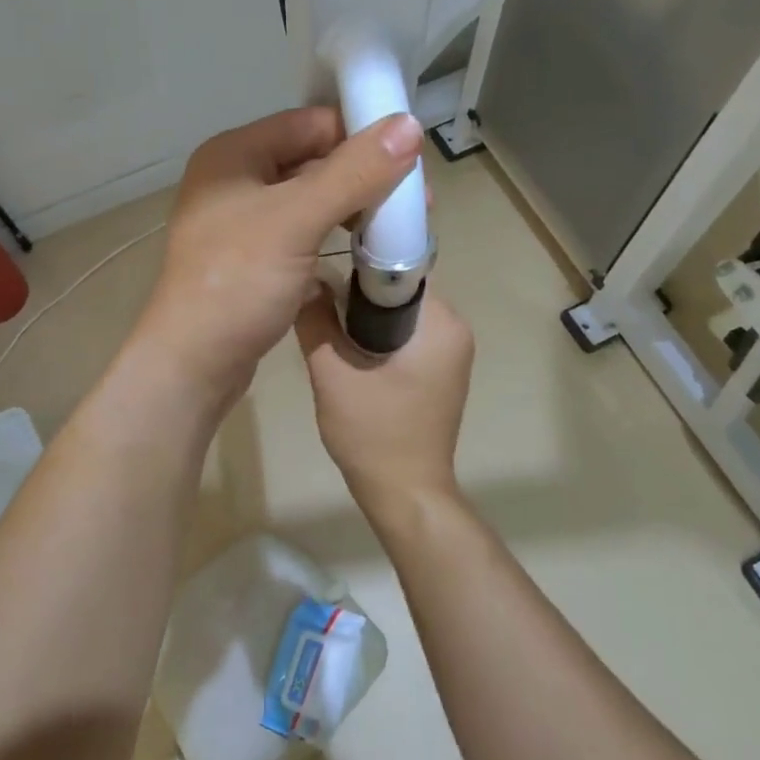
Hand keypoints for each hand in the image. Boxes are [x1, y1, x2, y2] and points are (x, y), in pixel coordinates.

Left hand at [132, 106, 423, 414]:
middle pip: (312, 161)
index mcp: (234, 155)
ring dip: (352, 209)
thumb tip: (409, 124)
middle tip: (417, 203)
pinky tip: (365, 252)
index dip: (361, 135)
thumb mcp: (298, 220)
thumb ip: (354, 172)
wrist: (193, 364)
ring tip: (397, 229)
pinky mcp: (250, 260)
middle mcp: (234, 181)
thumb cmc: (238, 283)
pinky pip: (301, 233)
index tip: (411, 160)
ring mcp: (240, 223)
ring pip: (309, 200)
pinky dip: (332, 237)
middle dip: (364, 177)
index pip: (310, 123)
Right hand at [293, 284, 474, 516]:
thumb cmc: (374, 434)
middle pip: (399, 292)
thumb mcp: (333, 375)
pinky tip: (349, 354)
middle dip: (358, 296)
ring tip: (328, 327)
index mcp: (441, 324)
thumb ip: (316, 322)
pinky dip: (378, 339)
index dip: (358, 266)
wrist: (405, 493)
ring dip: (365, 319)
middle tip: (319, 305)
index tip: (324, 272)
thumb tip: (304, 281)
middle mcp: (455, 331)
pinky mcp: (440, 373)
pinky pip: (407, 338)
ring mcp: (451, 354)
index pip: (399, 270)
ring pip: (400, 315)